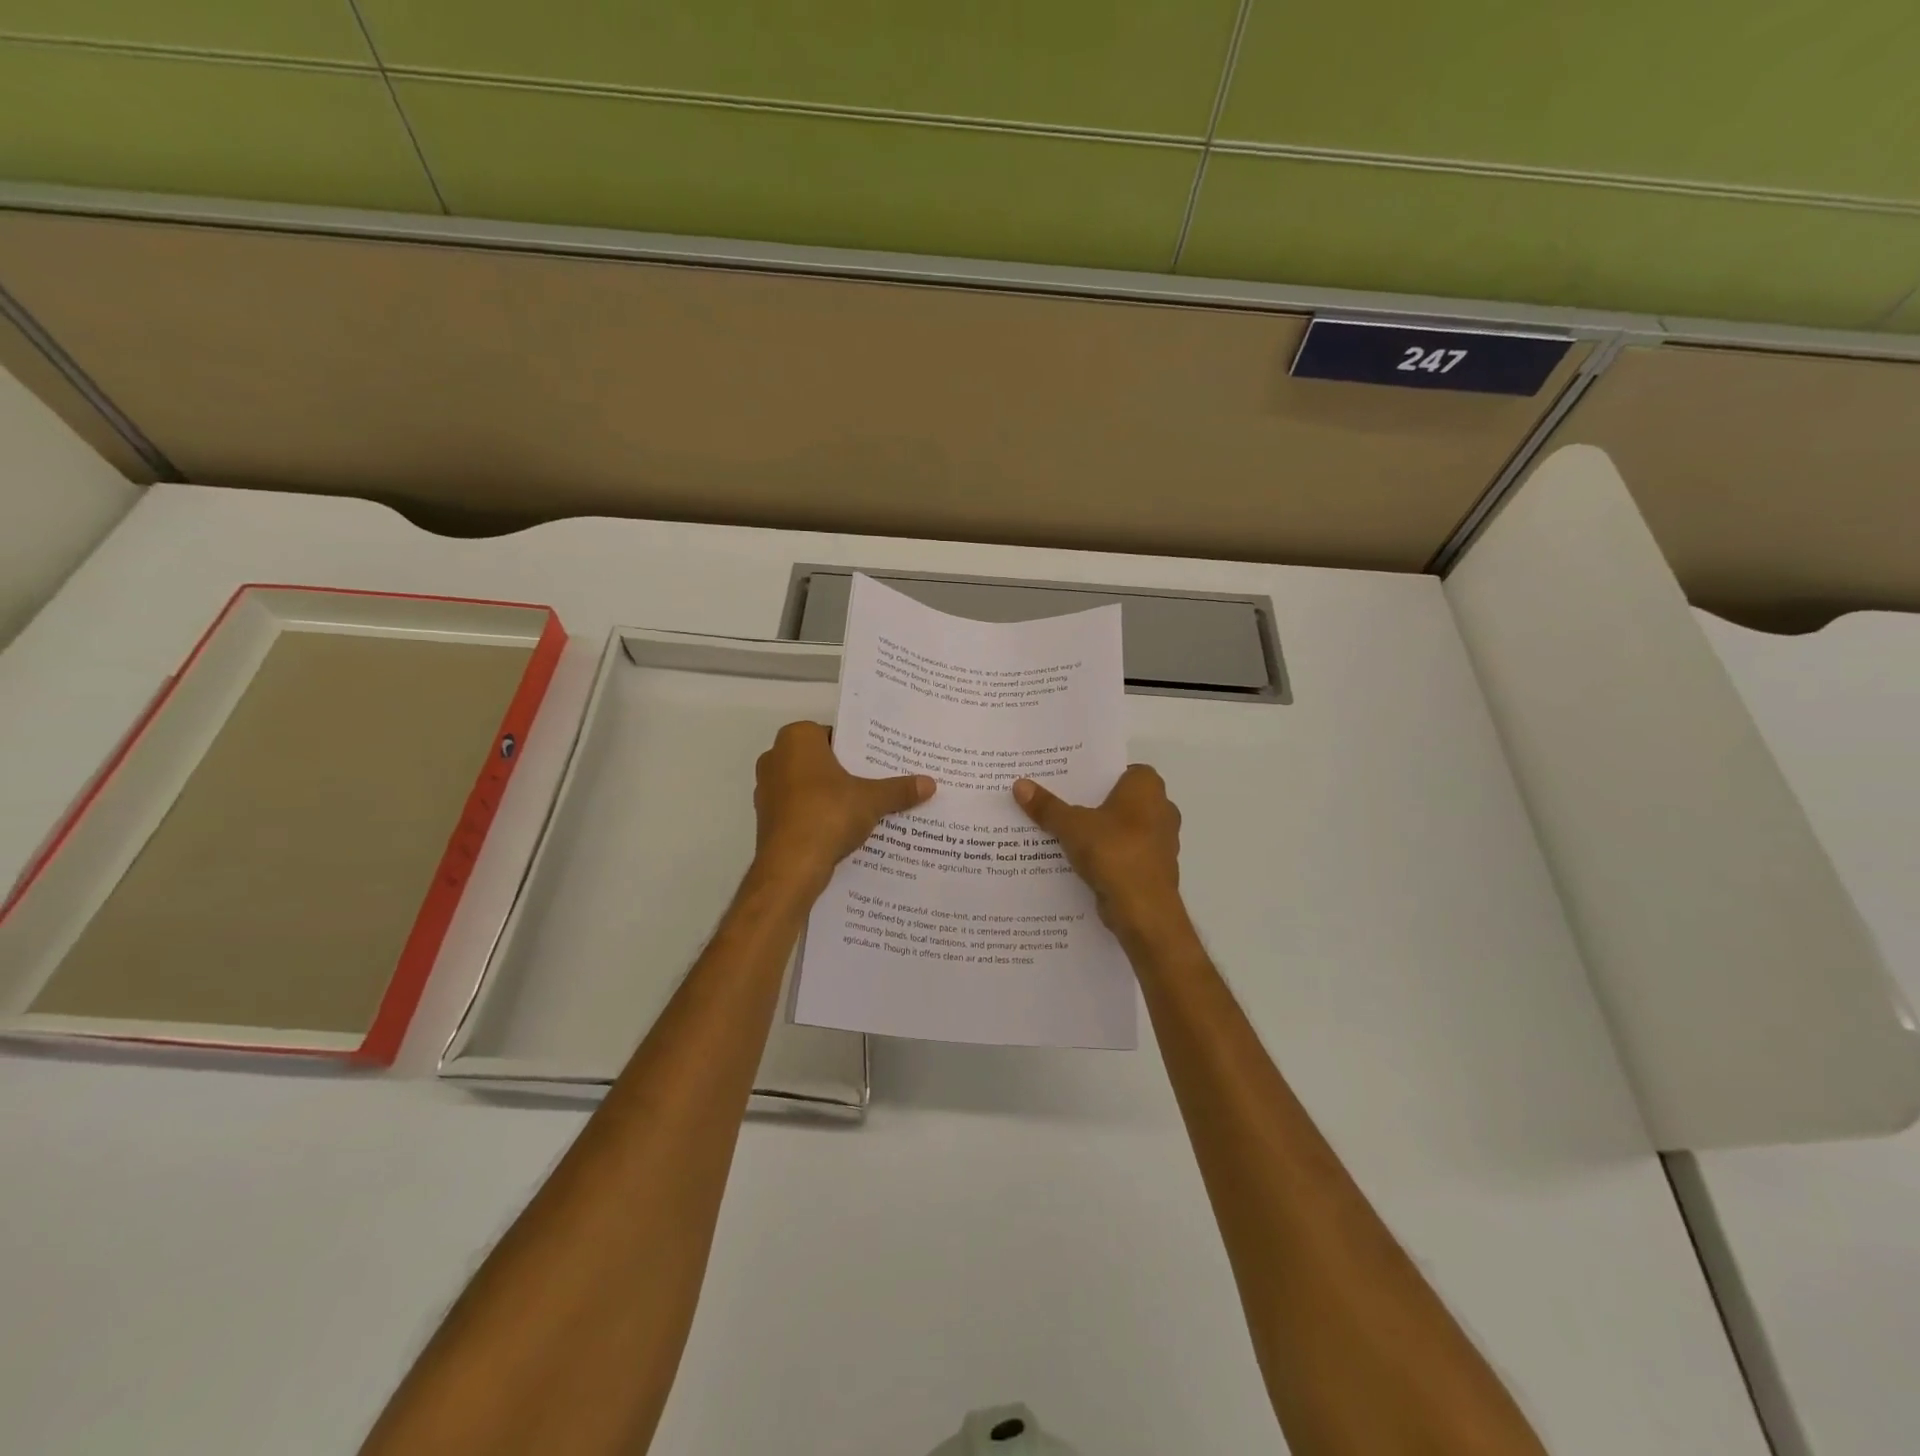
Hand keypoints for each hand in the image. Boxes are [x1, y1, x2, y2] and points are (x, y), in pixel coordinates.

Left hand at [752, 721, 933, 896]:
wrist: (790, 866)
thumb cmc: (828, 814)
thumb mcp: (872, 800)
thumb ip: (899, 789)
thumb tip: (930, 783)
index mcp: (797, 738)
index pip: (834, 735)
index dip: (859, 749)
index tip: (880, 762)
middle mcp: (776, 757)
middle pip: (821, 761)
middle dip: (846, 772)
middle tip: (879, 782)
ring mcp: (767, 790)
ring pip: (809, 786)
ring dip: (832, 796)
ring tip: (866, 807)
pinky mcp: (766, 819)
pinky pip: (800, 809)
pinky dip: (818, 815)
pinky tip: (843, 828)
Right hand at [1013, 766, 1186, 943]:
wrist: (1144, 910)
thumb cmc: (1114, 852)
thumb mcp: (1072, 826)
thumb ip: (1047, 806)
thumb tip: (1019, 784)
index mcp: (1147, 787)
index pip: (1121, 769)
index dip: (1096, 774)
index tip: (1070, 781)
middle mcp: (1161, 809)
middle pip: (1119, 799)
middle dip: (1093, 804)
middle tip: (1059, 803)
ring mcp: (1160, 841)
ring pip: (1122, 828)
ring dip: (1099, 831)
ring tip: (1062, 832)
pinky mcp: (1154, 868)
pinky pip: (1124, 853)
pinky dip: (1106, 855)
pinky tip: (1078, 860)